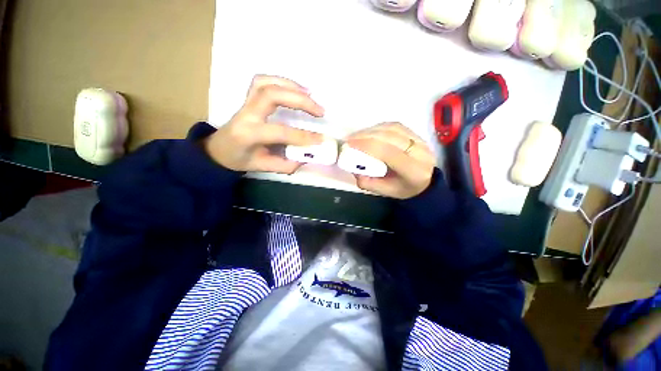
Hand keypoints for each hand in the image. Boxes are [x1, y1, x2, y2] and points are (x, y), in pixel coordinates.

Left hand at [204, 75, 324, 173]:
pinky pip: (263, 81)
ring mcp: (245, 102)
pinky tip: (296, 89)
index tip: (320, 139)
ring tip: (311, 96)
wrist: (218, 149)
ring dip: (292, 86)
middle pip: (272, 95)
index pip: (279, 131)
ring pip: (267, 83)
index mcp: (248, 134)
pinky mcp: (248, 98)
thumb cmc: (239, 159)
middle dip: (300, 101)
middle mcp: (246, 114)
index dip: (302, 136)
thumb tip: (306, 157)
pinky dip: (282, 81)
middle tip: (320, 111)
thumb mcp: (262, 167)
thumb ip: (285, 165)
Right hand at [347, 123, 435, 198]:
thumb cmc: (404, 189)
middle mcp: (420, 152)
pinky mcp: (416, 134)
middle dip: (366, 135)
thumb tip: (353, 168)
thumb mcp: (385, 192)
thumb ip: (368, 182)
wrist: (424, 183)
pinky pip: (395, 126)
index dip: (367, 145)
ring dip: (371, 130)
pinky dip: (379, 127)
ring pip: (392, 128)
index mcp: (413, 170)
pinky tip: (369, 132)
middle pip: (390, 137)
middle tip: (349, 139)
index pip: (388, 152)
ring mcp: (420, 140)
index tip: (349, 144)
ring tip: (357, 136)